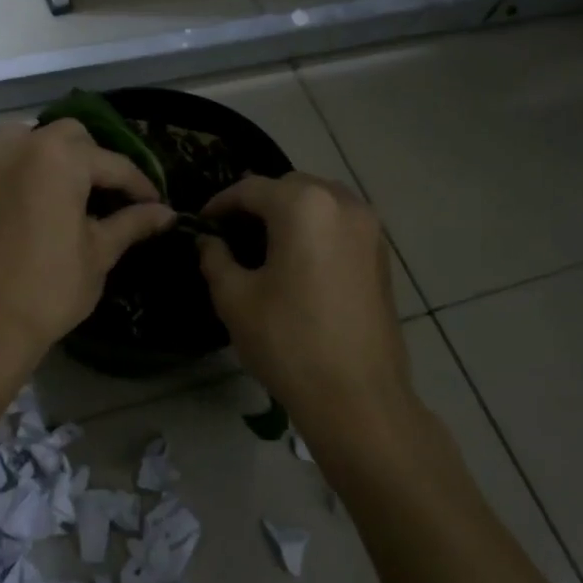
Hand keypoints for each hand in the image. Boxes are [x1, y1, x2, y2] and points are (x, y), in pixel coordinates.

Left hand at [0, 120, 175, 355]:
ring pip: (12, 139)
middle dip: (89, 157)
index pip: (112, 163)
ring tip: (50, 183)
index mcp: (59, 158)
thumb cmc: (52, 288)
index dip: (138, 184)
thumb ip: (132, 223)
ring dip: (35, 152)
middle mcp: (16, 148)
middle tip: (102, 193)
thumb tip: (166, 212)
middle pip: (63, 135)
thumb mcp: (100, 254)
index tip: (154, 204)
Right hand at [197, 173, 413, 431]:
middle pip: (290, 187)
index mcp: (304, 207)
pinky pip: (341, 224)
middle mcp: (343, 203)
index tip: (200, 222)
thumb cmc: (288, 342)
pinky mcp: (382, 255)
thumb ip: (215, 259)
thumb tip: (208, 242)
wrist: (356, 396)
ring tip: (264, 243)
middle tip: (231, 231)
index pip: (251, 189)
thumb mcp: (235, 298)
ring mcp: (370, 228)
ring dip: (290, 213)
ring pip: (320, 202)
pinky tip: (298, 260)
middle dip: (258, 203)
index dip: (220, 203)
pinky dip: (315, 229)